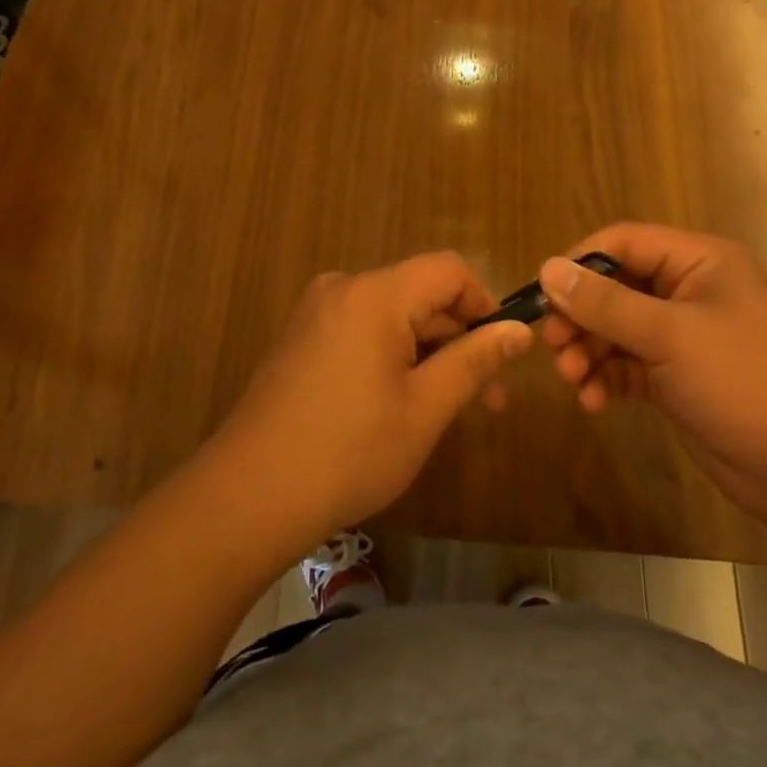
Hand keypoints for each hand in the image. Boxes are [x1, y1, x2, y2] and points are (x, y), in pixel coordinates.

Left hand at [214, 253, 531, 545]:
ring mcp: (316, 313)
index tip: (503, 354)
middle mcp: (343, 288)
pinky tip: (398, 405)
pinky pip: (362, 330)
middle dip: (459, 339)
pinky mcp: (301, 339)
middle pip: (420, 293)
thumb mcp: (425, 409)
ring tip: (445, 410)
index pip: (449, 270)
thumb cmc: (349, 452)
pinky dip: (392, 356)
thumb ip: (474, 361)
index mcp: (375, 294)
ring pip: (393, 315)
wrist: (248, 496)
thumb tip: (519, 332)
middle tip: (486, 400)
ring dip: (428, 352)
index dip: (484, 304)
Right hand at [538, 224, 766, 510]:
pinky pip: (629, 365)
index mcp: (699, 260)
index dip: (580, 263)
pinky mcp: (679, 378)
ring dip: (589, 352)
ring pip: (617, 329)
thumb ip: (605, 303)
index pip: (624, 242)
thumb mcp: (670, 336)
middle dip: (582, 316)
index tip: (544, 296)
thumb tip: (547, 268)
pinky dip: (607, 379)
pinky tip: (593, 401)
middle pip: (616, 287)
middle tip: (552, 345)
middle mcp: (689, 290)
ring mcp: (685, 336)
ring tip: (571, 380)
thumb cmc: (746, 383)